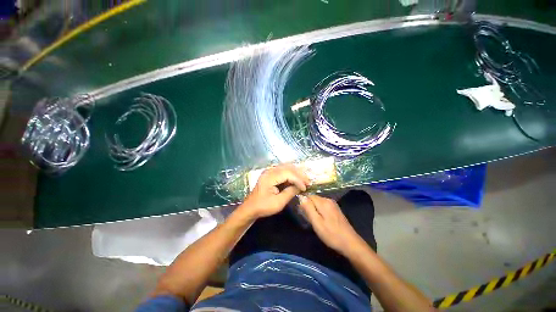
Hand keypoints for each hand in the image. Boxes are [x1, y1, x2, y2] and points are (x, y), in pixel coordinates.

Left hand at [241, 164, 309, 218]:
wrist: (250, 207)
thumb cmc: (263, 206)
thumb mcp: (278, 202)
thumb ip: (290, 193)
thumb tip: (300, 187)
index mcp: (269, 177)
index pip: (288, 173)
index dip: (298, 180)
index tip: (305, 188)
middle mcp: (269, 170)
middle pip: (288, 167)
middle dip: (299, 174)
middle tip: (308, 181)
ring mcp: (269, 171)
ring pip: (286, 167)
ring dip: (296, 172)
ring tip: (304, 179)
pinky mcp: (270, 173)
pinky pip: (283, 169)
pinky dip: (291, 173)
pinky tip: (296, 178)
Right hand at [299, 195, 363, 255]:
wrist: (350, 243)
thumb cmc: (331, 234)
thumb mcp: (317, 223)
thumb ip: (308, 209)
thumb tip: (301, 197)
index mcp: (323, 202)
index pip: (309, 196)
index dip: (303, 202)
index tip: (301, 212)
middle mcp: (328, 200)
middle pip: (314, 198)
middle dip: (308, 206)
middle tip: (307, 218)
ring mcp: (333, 204)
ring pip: (318, 202)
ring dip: (313, 208)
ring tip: (313, 220)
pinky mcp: (335, 209)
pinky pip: (323, 205)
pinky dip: (319, 210)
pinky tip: (321, 220)